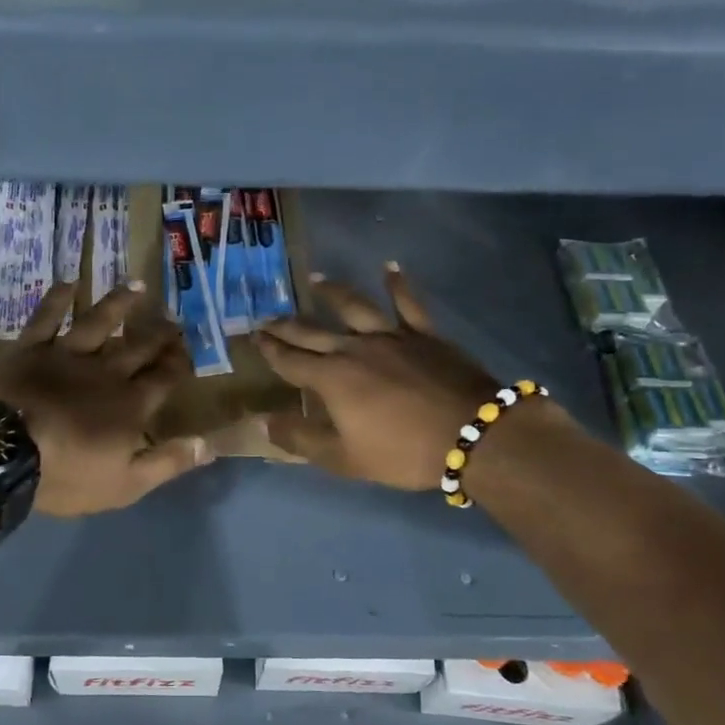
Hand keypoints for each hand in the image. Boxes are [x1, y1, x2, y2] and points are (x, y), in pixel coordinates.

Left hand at [0, 280, 212, 516]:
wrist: (3, 453)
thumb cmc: (66, 474)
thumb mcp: (126, 483)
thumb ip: (168, 462)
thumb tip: (209, 444)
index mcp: (130, 405)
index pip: (164, 379)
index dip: (179, 365)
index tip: (189, 352)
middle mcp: (106, 372)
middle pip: (139, 348)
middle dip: (160, 335)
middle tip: (174, 320)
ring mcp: (68, 355)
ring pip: (100, 322)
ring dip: (120, 303)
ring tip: (138, 286)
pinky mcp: (32, 349)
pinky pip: (47, 317)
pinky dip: (57, 299)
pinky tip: (68, 283)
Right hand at [253, 265, 505, 491]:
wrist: (471, 434)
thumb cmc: (402, 451)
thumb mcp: (344, 457)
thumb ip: (300, 439)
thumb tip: (260, 423)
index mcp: (332, 378)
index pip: (290, 361)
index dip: (270, 350)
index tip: (254, 336)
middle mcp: (354, 348)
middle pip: (313, 332)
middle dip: (287, 325)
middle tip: (268, 316)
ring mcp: (391, 336)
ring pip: (354, 306)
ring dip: (333, 292)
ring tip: (316, 280)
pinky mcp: (423, 334)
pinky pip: (408, 303)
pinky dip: (398, 284)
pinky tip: (390, 267)